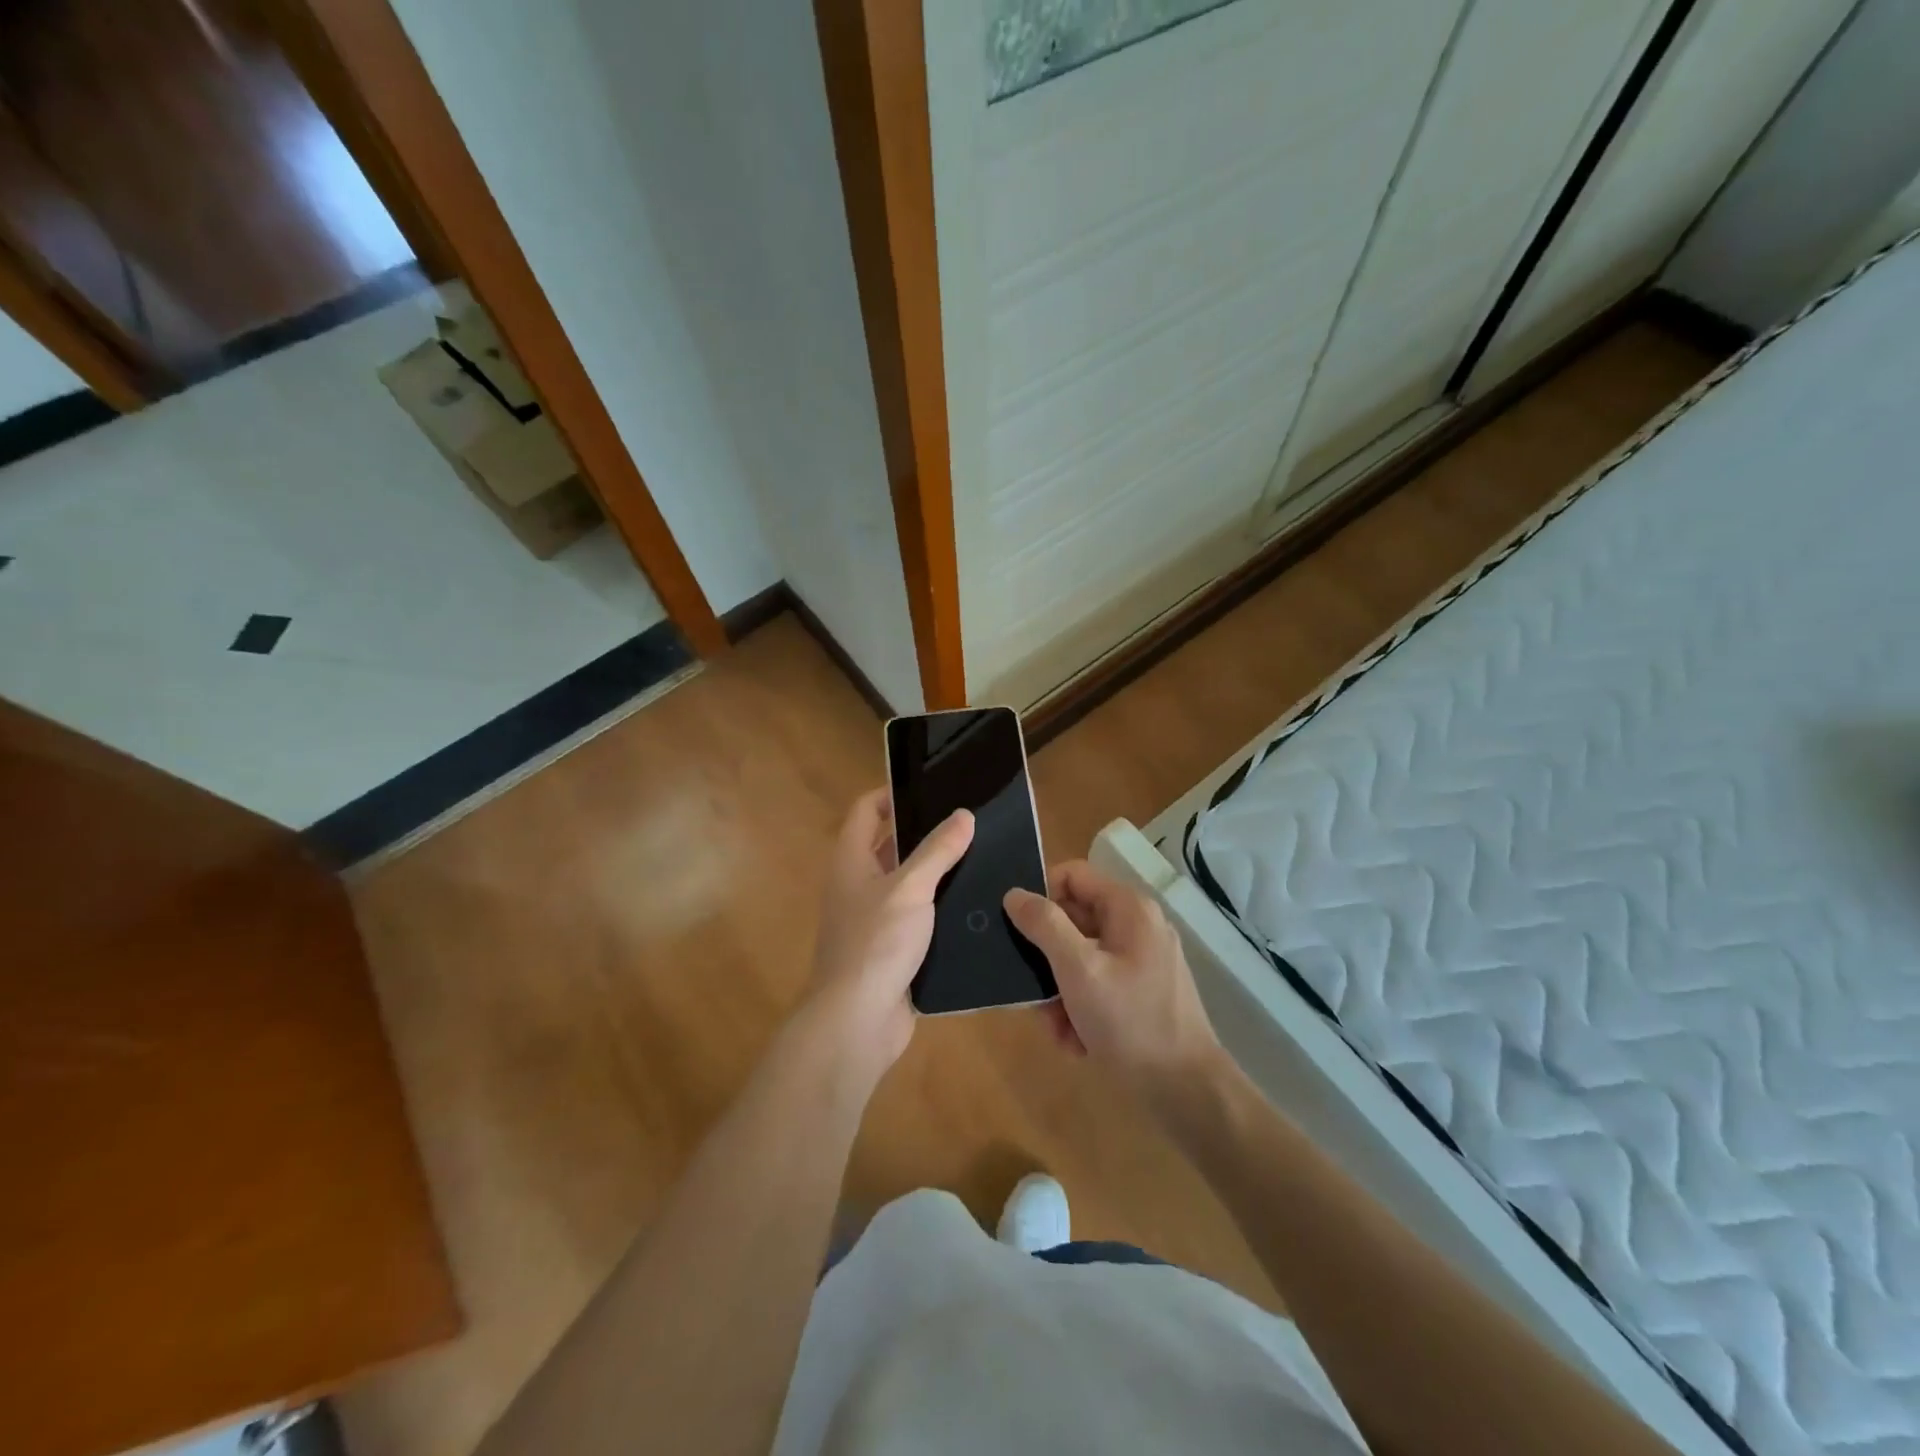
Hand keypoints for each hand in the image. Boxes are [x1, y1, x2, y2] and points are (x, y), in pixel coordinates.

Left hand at [804, 788, 973, 1089]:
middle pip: (889, 846)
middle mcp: (857, 886)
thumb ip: (938, 850)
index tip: (932, 789)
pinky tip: (975, 905)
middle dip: (925, 834)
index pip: (866, 811)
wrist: (857, 1021)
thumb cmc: (876, 943)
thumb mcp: (910, 888)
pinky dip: (940, 910)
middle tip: (969, 823)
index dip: (892, 794)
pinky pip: (918, 919)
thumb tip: (963, 815)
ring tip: (981, 858)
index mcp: (850, 861)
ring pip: (907, 884)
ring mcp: (873, 920)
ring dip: (937, 873)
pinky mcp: (892, 950)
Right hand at [1004, 861, 1224, 1101]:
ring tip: (1057, 1027)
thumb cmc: (1130, 1022)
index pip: (1071, 875)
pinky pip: (1097, 985)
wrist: (1186, 1091)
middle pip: (1072, 920)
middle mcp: (1136, 926)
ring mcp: (1141, 961)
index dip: (1041, 896)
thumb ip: (1044, 926)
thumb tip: (1014, 893)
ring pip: (1080, 959)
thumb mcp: (1078, 970)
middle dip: (1047, 959)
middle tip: (1033, 991)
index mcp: (1128, 908)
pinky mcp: (1141, 992)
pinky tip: (1077, 1041)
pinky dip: (1080, 1009)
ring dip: (1059, 992)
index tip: (1019, 930)